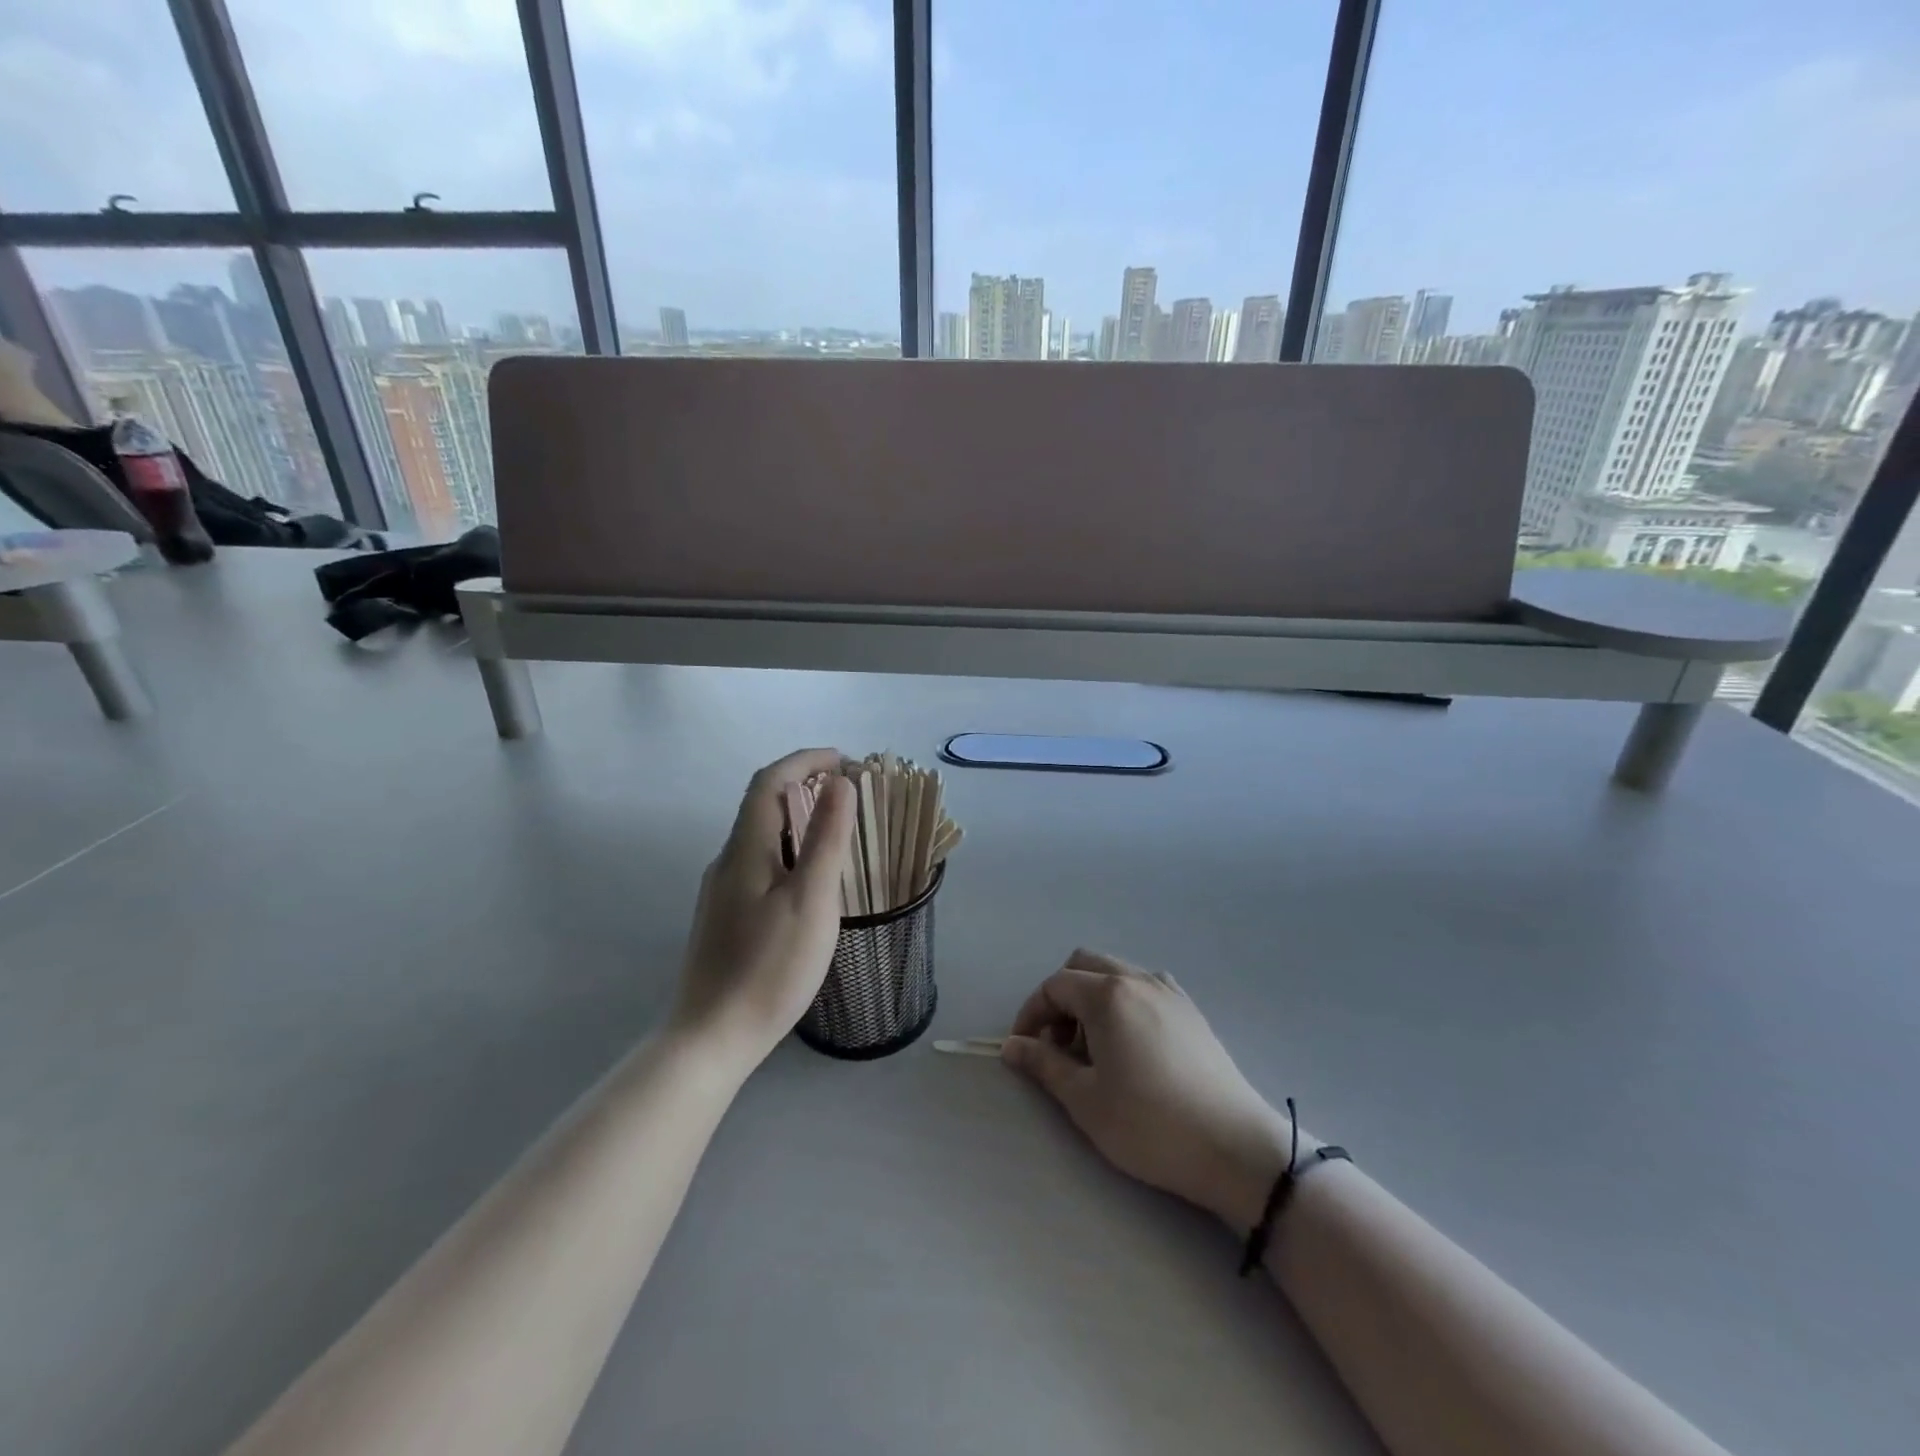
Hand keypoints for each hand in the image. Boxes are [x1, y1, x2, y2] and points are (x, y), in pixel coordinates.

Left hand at [670, 749, 854, 1077]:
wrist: (711, 1037)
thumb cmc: (768, 966)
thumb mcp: (811, 899)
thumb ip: (826, 837)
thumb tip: (840, 782)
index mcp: (746, 848)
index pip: (770, 781)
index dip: (806, 760)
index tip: (846, 760)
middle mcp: (728, 860)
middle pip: (763, 804)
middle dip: (806, 785)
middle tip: (850, 794)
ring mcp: (722, 890)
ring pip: (763, 836)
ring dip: (799, 819)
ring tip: (839, 831)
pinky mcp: (726, 917)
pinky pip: (761, 863)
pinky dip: (791, 850)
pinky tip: (810, 880)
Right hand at [1002, 950, 1293, 1230]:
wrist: (1234, 1147)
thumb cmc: (1149, 1124)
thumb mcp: (1085, 1099)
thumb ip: (1043, 1064)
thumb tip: (1012, 1046)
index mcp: (1107, 994)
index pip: (1054, 986)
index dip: (1031, 1013)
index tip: (1024, 1048)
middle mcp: (1137, 979)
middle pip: (1084, 966)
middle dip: (1061, 999)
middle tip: (1057, 1045)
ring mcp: (1169, 991)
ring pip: (1115, 973)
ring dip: (1092, 999)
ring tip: (1094, 1050)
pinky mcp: (1190, 1010)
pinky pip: (1144, 987)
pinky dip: (1123, 1003)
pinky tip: (1130, 1046)